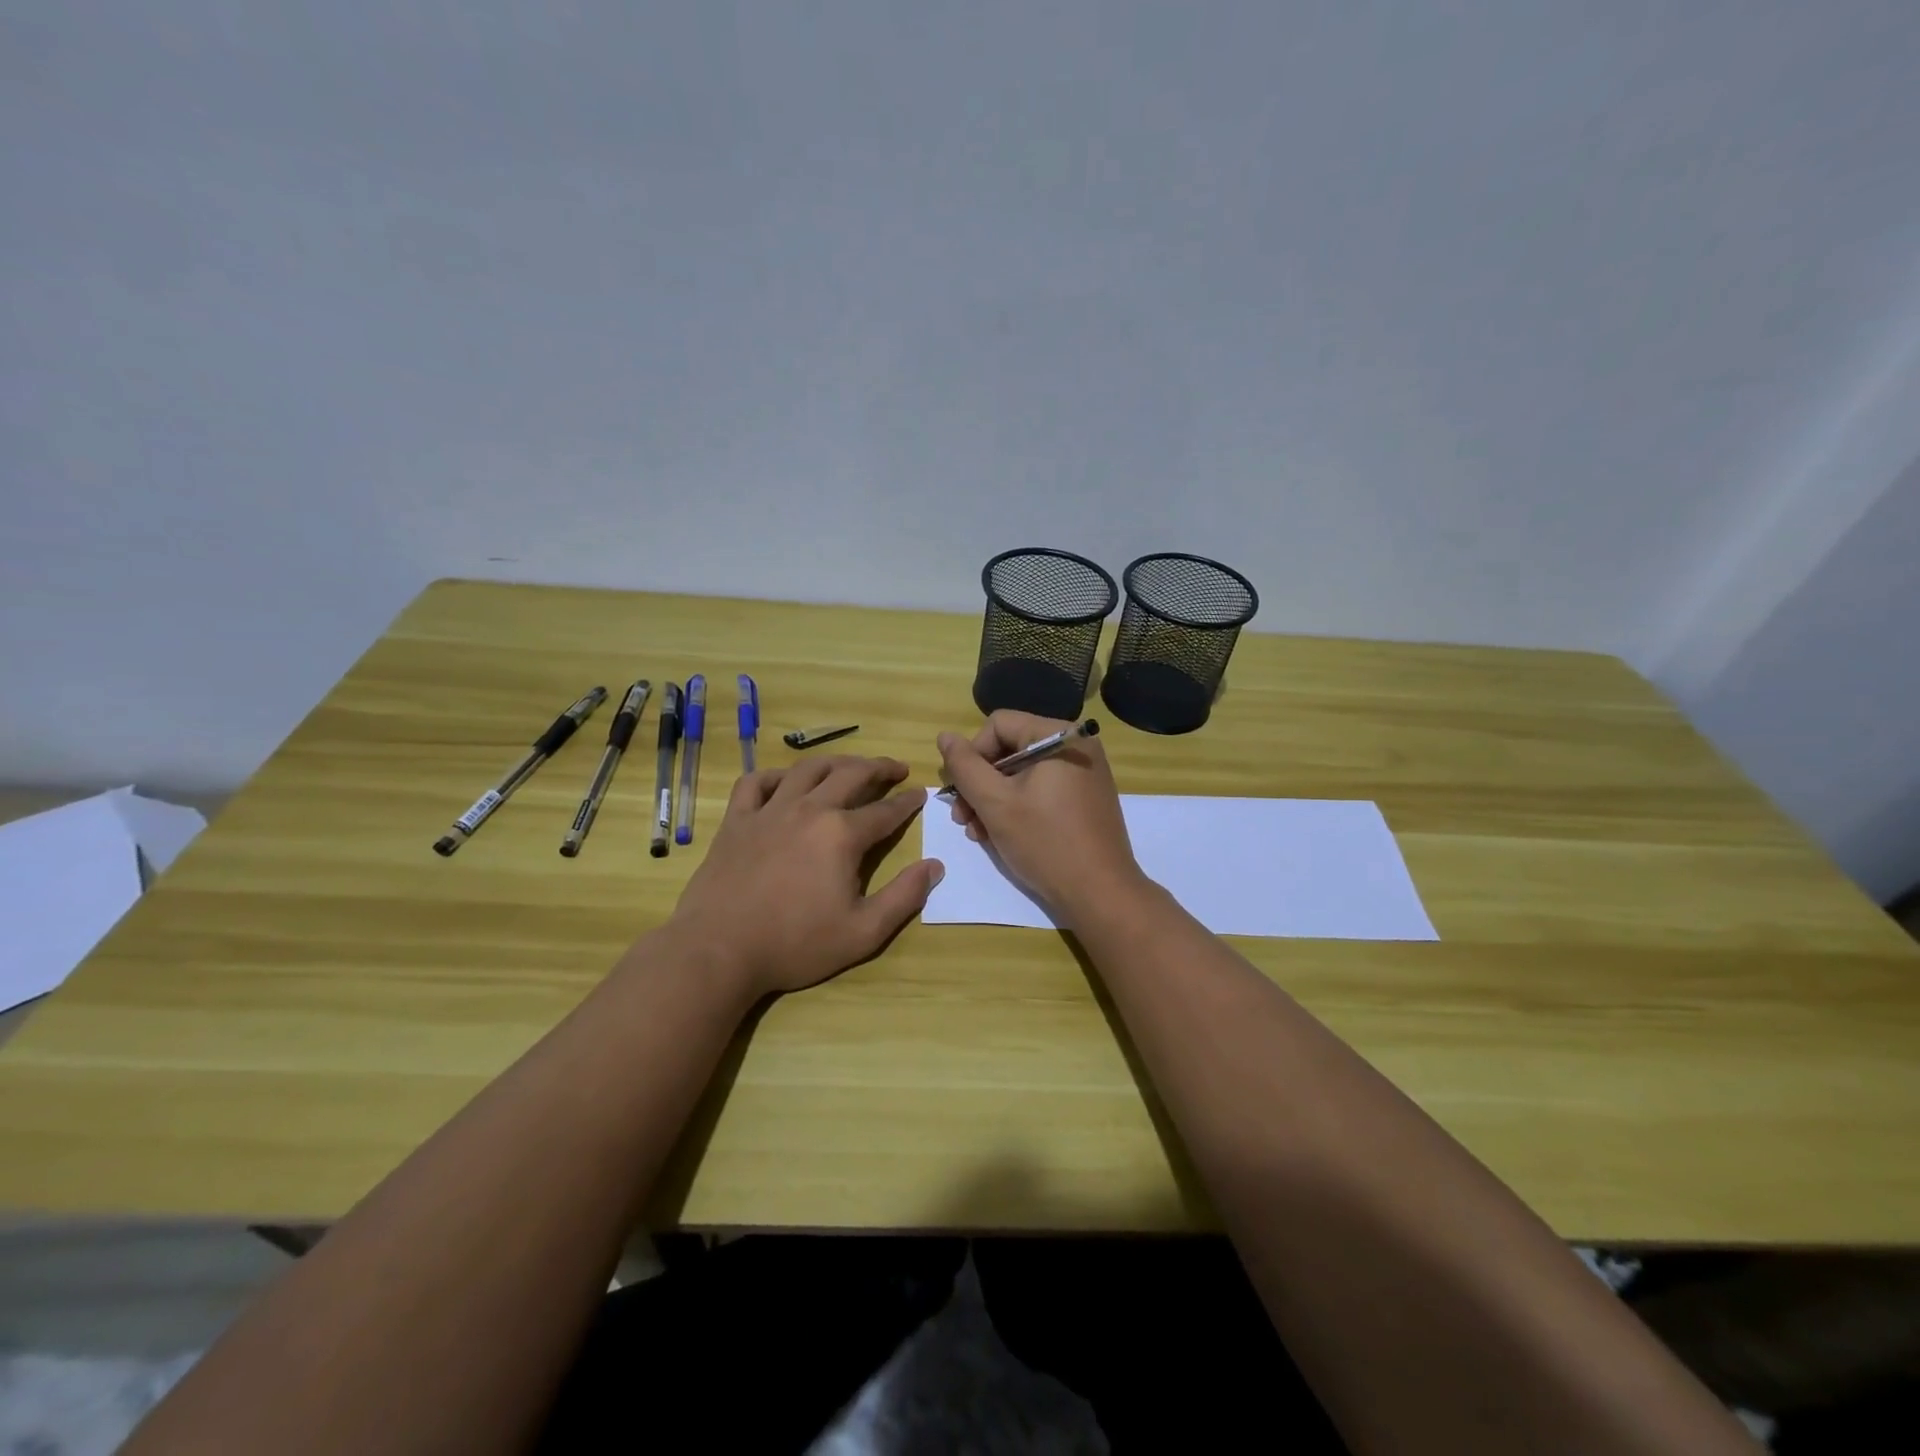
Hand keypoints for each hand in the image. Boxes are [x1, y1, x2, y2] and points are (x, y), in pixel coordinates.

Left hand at [664, 755, 941, 1000]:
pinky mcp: (737, 820)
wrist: (719, 950)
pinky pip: (756, 783)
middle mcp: (809, 809)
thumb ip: (904, 897)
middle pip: (851, 775)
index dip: (908, 802)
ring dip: (835, 761)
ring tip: (850, 764)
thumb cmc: (795, 944)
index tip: (921, 794)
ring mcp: (769, 811)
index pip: (885, 811)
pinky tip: (785, 782)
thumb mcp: (863, 932)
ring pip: (807, 769)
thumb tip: (935, 866)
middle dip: (879, 768)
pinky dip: (775, 776)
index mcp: (842, 834)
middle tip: (897, 768)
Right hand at [937, 712, 1144, 920]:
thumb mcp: (995, 803)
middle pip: (1010, 749)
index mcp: (1059, 735)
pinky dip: (1017, 807)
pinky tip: (1000, 835)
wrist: (1100, 893)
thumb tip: (945, 736)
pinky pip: (1042, 790)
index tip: (960, 792)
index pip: (998, 725)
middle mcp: (1076, 745)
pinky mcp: (1085, 798)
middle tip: (962, 818)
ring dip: (993, 800)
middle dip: (980, 783)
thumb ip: (965, 766)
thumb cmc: (1045, 842)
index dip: (972, 755)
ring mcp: (1084, 773)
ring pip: (1022, 773)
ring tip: (977, 833)